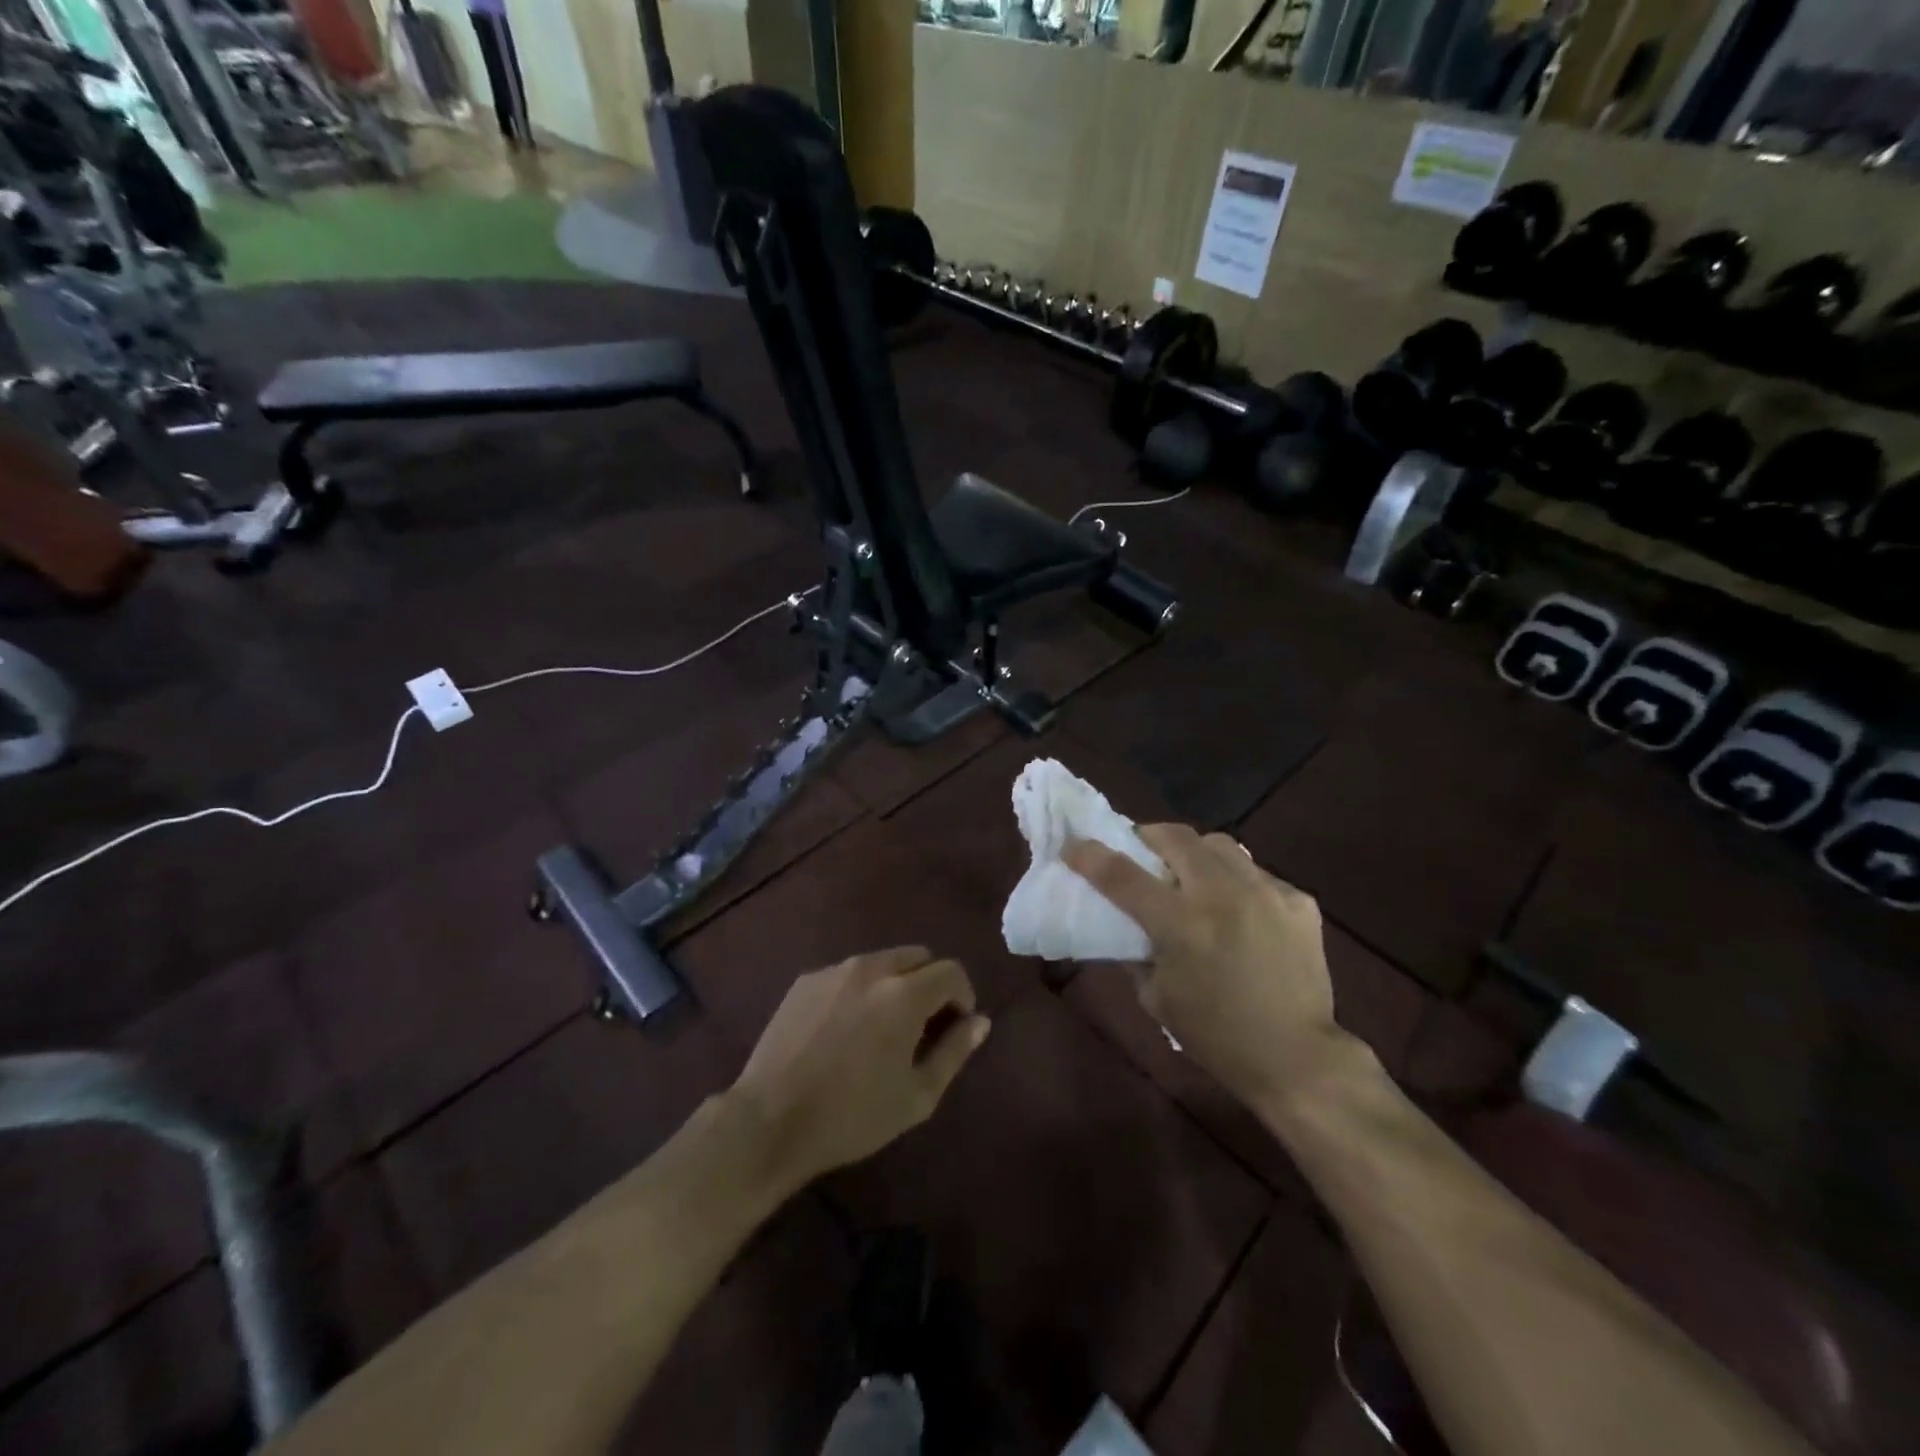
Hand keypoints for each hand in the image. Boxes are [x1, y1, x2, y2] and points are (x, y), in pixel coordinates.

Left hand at [728, 946, 990, 1193]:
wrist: (769, 1121)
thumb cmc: (852, 1116)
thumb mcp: (917, 1096)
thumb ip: (954, 1051)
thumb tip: (980, 1020)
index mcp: (904, 993)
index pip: (951, 971)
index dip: (963, 996)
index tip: (956, 1026)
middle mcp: (871, 968)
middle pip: (918, 957)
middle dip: (931, 984)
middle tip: (923, 1025)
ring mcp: (834, 970)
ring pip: (882, 961)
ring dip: (896, 984)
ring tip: (884, 1027)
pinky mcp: (806, 980)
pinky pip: (848, 973)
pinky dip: (861, 990)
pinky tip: (846, 1029)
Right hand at [1063, 826, 1346, 1111]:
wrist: (1298, 1058)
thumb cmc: (1216, 1036)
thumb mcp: (1157, 998)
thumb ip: (1134, 952)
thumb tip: (1122, 923)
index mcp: (1182, 925)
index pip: (1123, 876)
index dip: (1091, 856)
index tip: (1073, 846)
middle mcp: (1223, 896)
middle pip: (1176, 837)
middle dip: (1149, 837)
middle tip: (1142, 852)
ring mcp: (1266, 893)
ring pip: (1220, 844)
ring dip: (1196, 853)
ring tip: (1193, 876)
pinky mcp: (1299, 901)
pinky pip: (1257, 873)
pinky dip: (1237, 883)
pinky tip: (1240, 911)